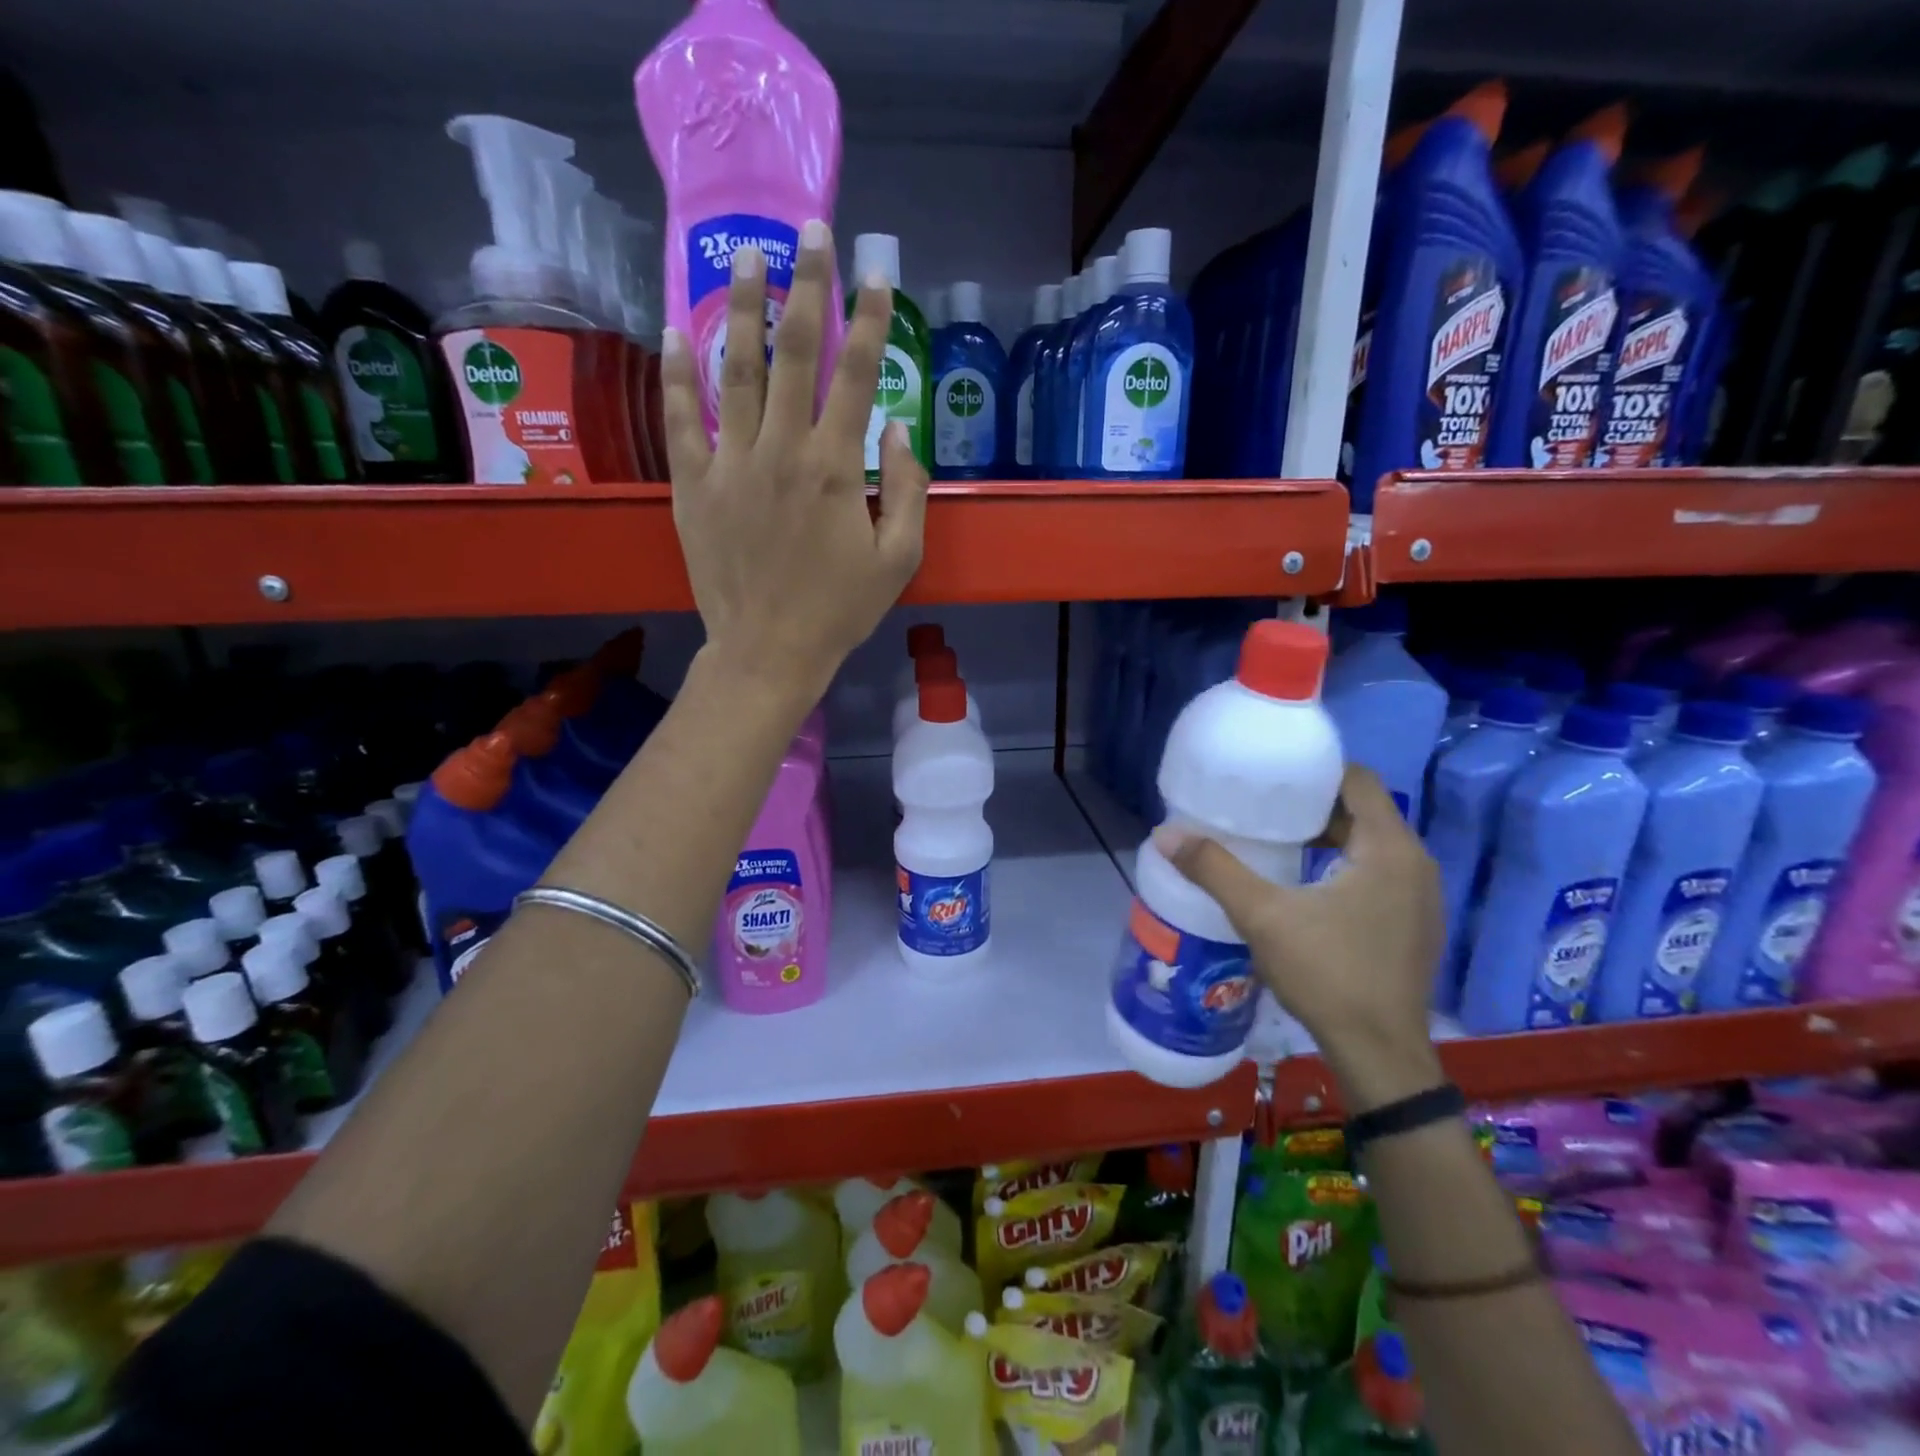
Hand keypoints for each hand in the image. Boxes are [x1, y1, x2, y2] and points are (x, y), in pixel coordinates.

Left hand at [660, 221, 927, 704]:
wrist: (769, 651)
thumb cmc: (840, 610)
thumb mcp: (899, 559)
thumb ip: (909, 490)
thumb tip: (897, 429)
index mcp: (836, 468)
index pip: (858, 376)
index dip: (871, 319)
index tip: (878, 273)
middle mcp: (782, 451)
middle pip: (795, 354)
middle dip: (807, 286)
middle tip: (810, 231)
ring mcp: (731, 464)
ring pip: (735, 371)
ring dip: (741, 308)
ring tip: (742, 254)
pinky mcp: (694, 485)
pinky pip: (682, 419)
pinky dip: (677, 373)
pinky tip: (674, 330)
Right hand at [1155, 765, 1446, 1110]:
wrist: (1380, 1054)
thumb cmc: (1328, 974)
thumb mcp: (1262, 916)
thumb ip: (1214, 870)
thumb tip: (1164, 835)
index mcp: (1389, 849)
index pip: (1357, 780)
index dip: (1315, 771)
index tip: (1273, 776)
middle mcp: (1415, 863)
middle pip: (1363, 811)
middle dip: (1313, 804)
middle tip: (1261, 806)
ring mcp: (1419, 897)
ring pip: (1370, 845)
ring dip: (1327, 836)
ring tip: (1274, 840)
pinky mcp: (1413, 924)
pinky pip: (1377, 873)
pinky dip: (1343, 865)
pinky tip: (1304, 884)